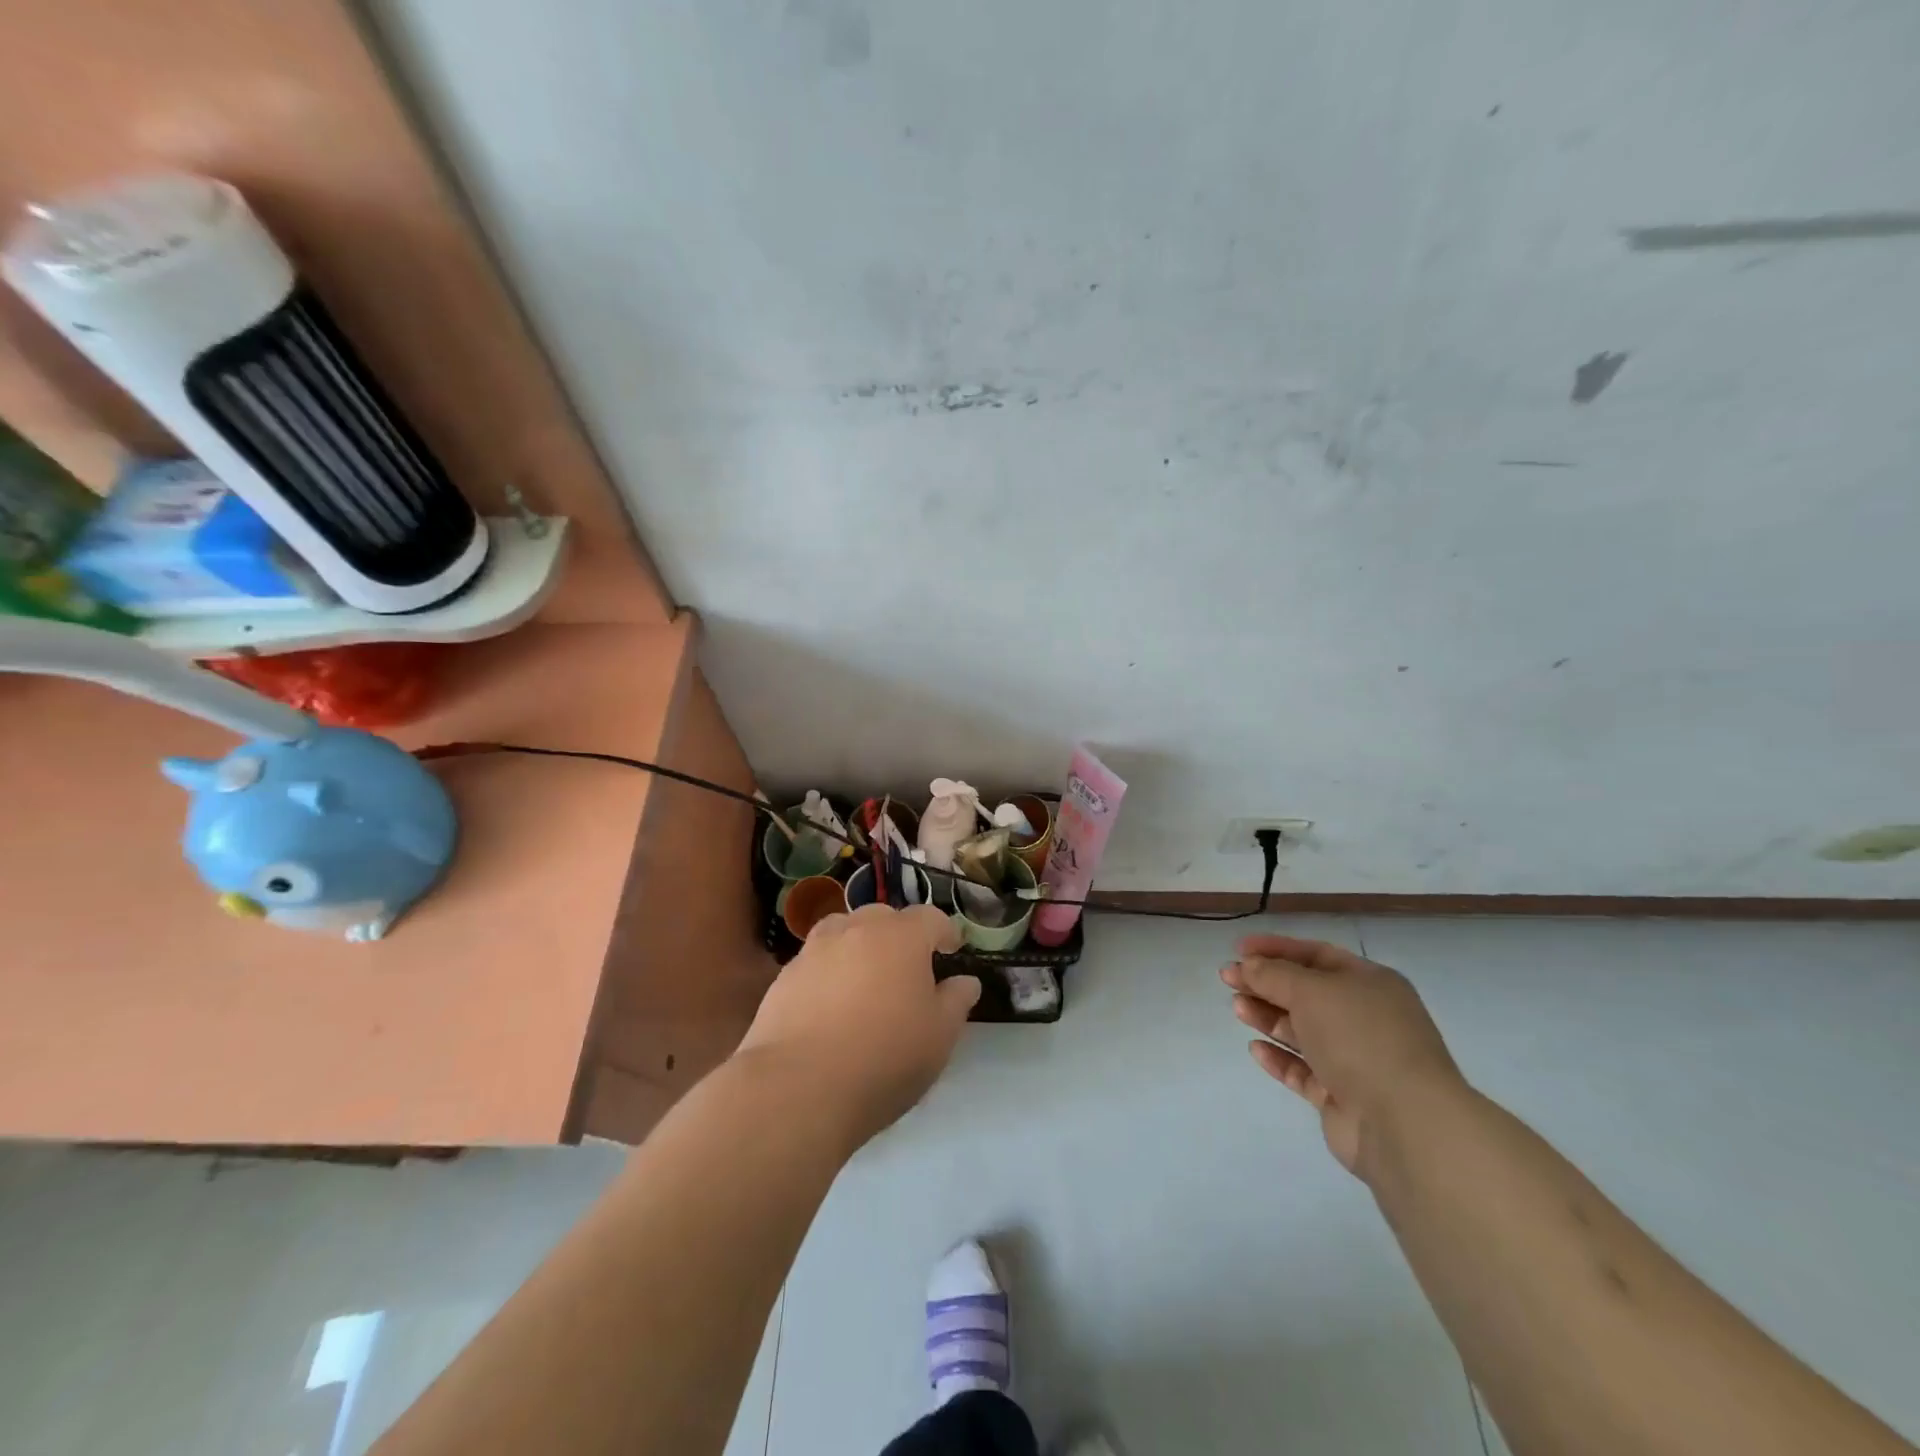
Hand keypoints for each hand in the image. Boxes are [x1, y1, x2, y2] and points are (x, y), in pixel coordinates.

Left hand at [738, 904, 977, 1148]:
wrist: (798, 1087)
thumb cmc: (885, 1057)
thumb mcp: (940, 1036)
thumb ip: (956, 1001)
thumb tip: (965, 981)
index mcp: (902, 936)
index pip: (930, 918)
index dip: (944, 933)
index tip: (951, 952)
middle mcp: (857, 929)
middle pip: (884, 917)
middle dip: (900, 936)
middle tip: (908, 970)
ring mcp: (815, 949)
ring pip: (844, 932)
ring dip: (859, 947)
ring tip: (866, 981)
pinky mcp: (785, 976)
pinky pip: (816, 962)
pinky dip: (829, 973)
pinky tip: (830, 1008)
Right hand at [1221, 934, 1464, 1178]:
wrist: (1404, 1123)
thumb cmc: (1360, 1038)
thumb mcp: (1311, 991)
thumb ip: (1274, 974)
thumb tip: (1248, 966)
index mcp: (1370, 983)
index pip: (1316, 955)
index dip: (1276, 949)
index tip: (1238, 949)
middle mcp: (1365, 1017)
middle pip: (1306, 992)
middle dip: (1265, 983)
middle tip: (1227, 978)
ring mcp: (1356, 1059)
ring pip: (1302, 1030)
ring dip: (1268, 1016)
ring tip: (1236, 1008)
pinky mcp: (1342, 1096)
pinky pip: (1304, 1070)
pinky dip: (1279, 1057)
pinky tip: (1255, 1048)